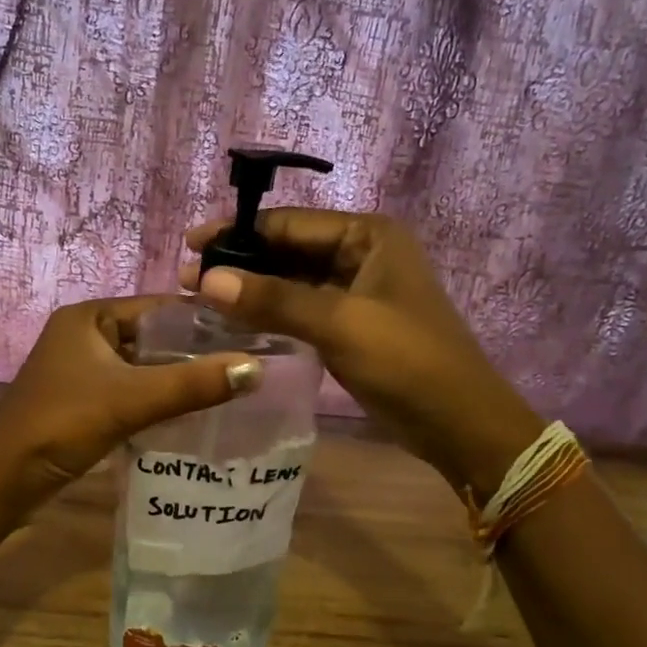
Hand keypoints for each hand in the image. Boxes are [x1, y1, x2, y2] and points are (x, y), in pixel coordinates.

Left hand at [0, 296, 261, 499]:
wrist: (4, 476)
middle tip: (248, 362)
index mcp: (91, 316)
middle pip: (153, 336)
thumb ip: (192, 384)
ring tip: (232, 385)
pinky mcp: (85, 400)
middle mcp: (87, 334)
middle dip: (195, 350)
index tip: (251, 331)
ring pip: (144, 366)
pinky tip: (194, 410)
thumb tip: (256, 368)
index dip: (203, 318)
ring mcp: (84, 369)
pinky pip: (133, 390)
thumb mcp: (131, 399)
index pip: (160, 306)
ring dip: (179, 376)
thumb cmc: (63, 422)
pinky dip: (159, 397)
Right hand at [182, 210, 542, 491]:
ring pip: (292, 282)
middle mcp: (362, 254)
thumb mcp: (339, 324)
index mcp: (368, 235)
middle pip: (289, 250)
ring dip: (252, 290)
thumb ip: (272, 299)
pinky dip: (270, 313)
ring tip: (201, 301)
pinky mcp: (351, 325)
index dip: (238, 234)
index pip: (291, 224)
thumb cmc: (407, 361)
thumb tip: (205, 279)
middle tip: (187, 279)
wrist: (458, 423)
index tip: (190, 246)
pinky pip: (302, 309)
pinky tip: (236, 323)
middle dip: (241, 263)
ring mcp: (357, 291)